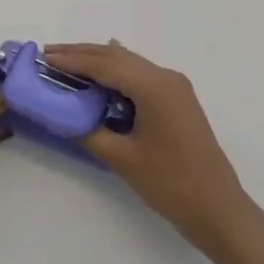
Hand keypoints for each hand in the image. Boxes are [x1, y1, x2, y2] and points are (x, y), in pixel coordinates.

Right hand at [44, 41, 254, 254]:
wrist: (218, 209)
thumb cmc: (170, 184)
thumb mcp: (123, 159)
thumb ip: (91, 131)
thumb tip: (65, 115)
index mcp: (154, 86)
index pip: (105, 65)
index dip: (73, 61)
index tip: (45, 58)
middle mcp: (165, 77)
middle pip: (117, 57)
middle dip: (82, 54)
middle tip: (49, 54)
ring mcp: (175, 87)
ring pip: (129, 63)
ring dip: (99, 61)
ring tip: (67, 62)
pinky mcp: (178, 99)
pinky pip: (141, 75)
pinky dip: (117, 72)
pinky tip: (105, 70)